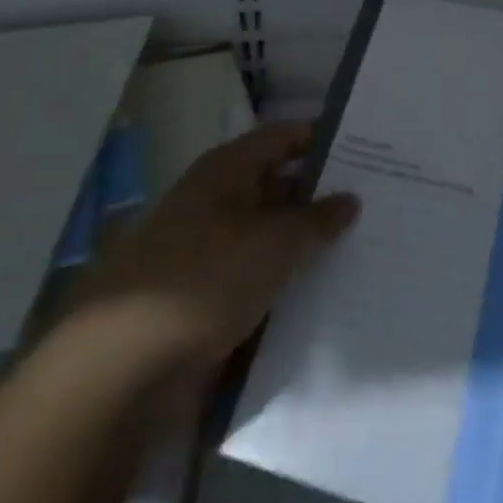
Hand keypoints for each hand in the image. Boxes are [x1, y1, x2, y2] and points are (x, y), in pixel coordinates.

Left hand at [71, 122, 358, 374]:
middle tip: (378, 206)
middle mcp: (216, 201)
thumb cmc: (205, 278)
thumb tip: (349, 198)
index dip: (323, 139)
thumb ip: (317, 219)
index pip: (284, 138)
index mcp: (227, 170)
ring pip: (269, 237)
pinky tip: (323, 297)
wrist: (124, 365)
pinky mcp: (204, 298)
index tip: (370, 150)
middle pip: (278, 186)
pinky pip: (256, 280)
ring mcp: (208, 251)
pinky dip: (285, 284)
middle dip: (322, 197)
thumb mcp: (274, 242)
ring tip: (363, 252)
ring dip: (306, 246)